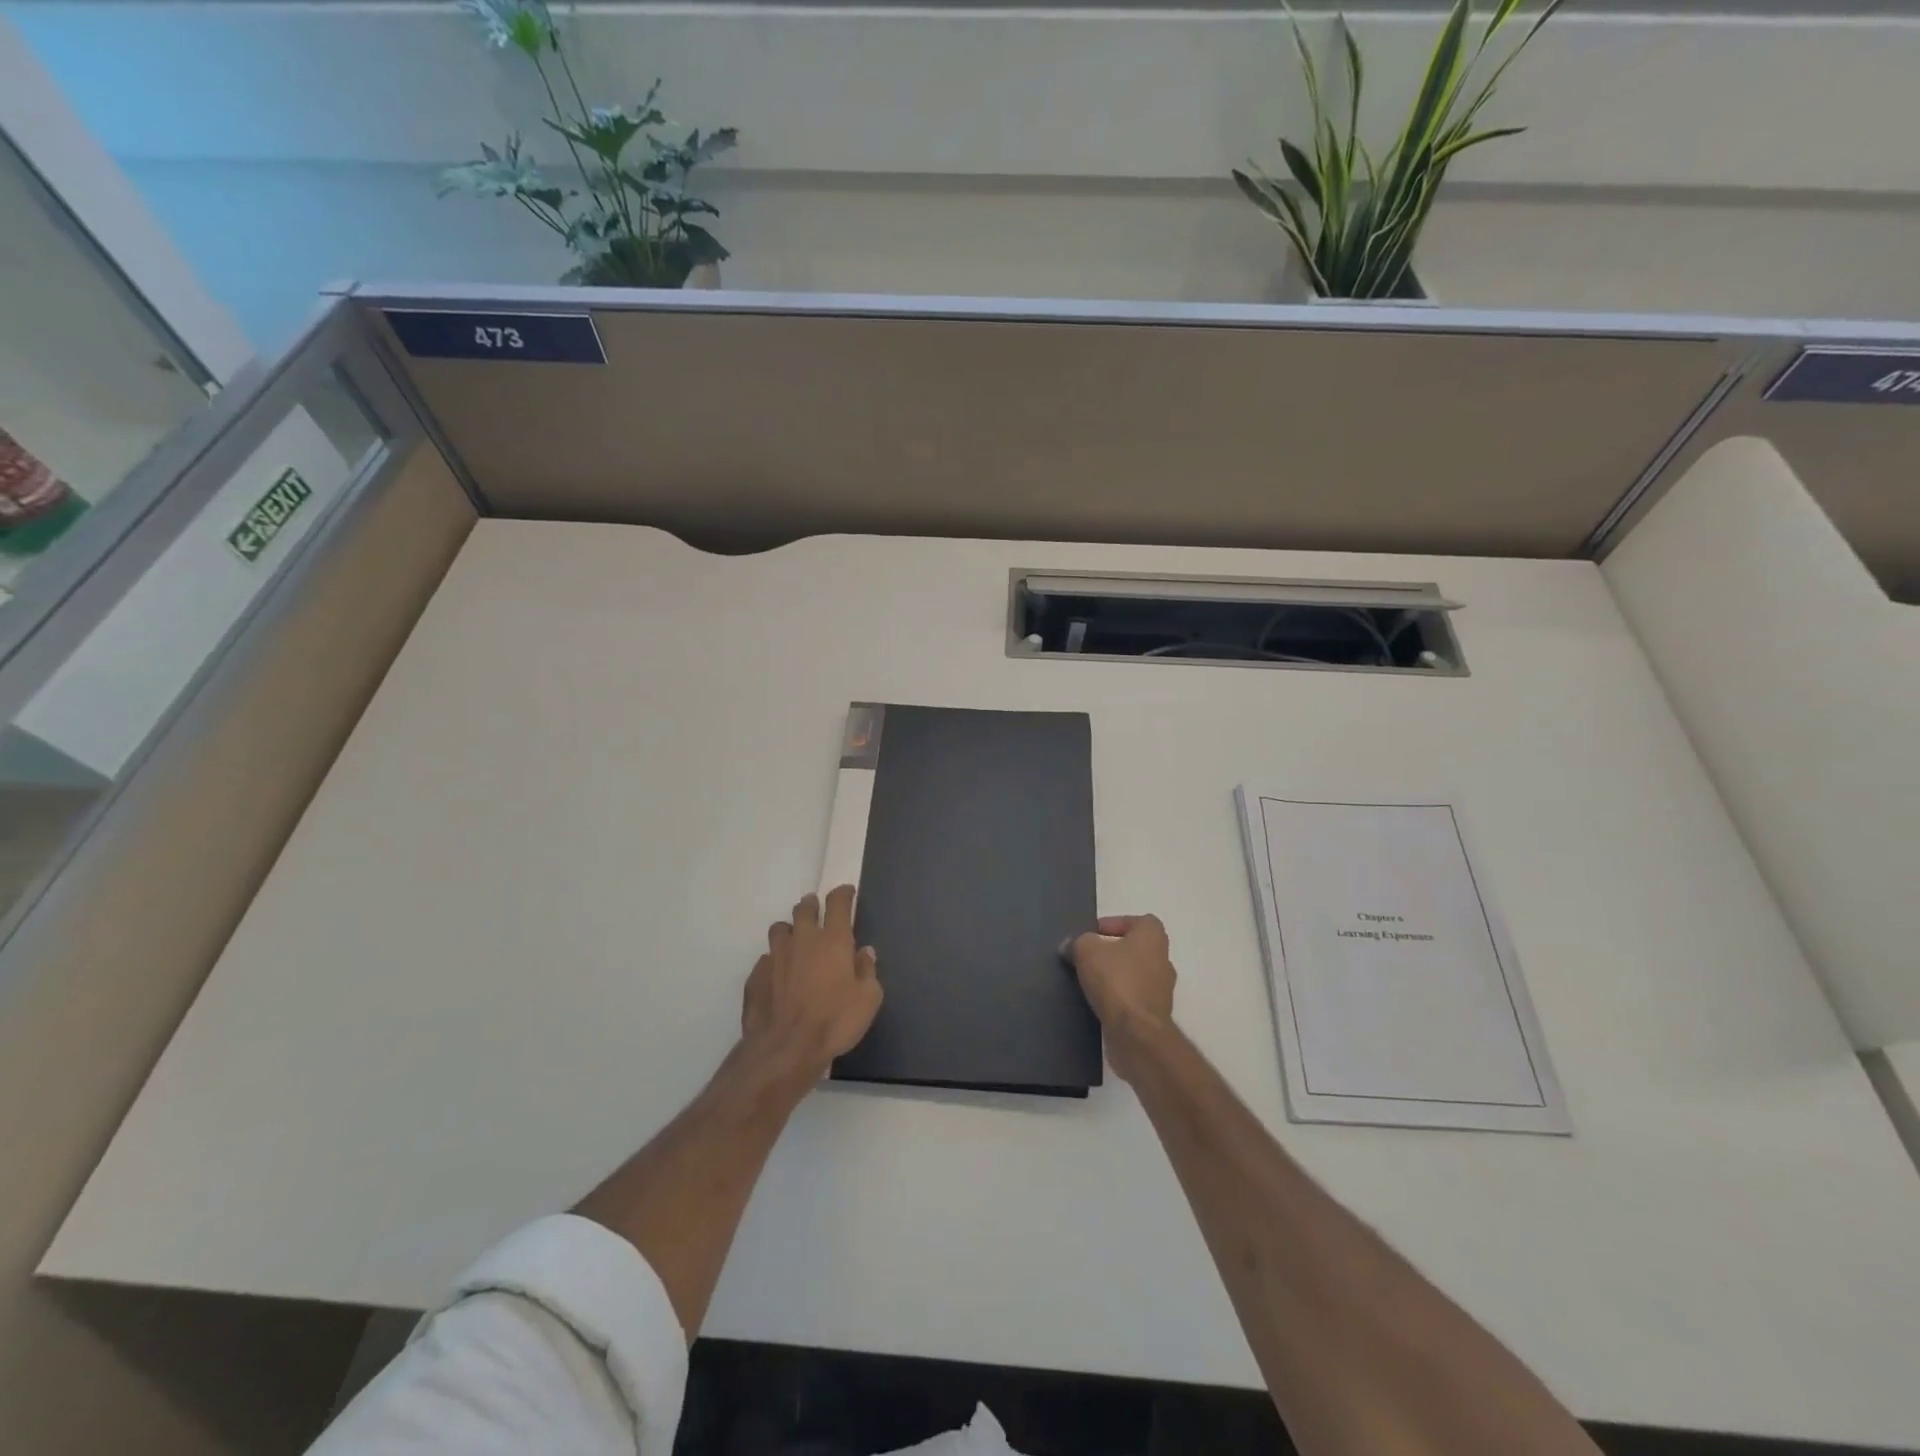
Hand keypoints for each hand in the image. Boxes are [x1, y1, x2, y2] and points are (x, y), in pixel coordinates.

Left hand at [741, 885, 882, 1082]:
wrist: (786, 1049)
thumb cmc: (835, 1021)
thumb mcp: (868, 999)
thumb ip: (868, 971)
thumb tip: (864, 952)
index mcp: (833, 940)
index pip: (838, 903)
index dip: (843, 894)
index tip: (847, 893)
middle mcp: (803, 940)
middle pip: (804, 909)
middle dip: (812, 905)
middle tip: (817, 910)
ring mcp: (776, 956)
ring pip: (780, 929)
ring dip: (789, 930)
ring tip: (795, 940)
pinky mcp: (756, 976)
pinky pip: (766, 959)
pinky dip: (774, 961)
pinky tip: (778, 975)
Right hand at [1067, 914, 1176, 1081]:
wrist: (1136, 1032)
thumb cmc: (1116, 980)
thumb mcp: (1086, 950)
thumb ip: (1078, 942)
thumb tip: (1071, 946)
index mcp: (1153, 936)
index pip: (1138, 921)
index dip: (1115, 924)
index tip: (1093, 935)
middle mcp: (1163, 959)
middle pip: (1135, 948)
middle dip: (1112, 952)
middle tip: (1088, 958)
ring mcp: (1162, 989)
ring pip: (1135, 974)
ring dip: (1115, 976)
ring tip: (1089, 982)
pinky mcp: (1155, 1014)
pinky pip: (1133, 998)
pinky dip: (1118, 998)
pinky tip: (1098, 1002)